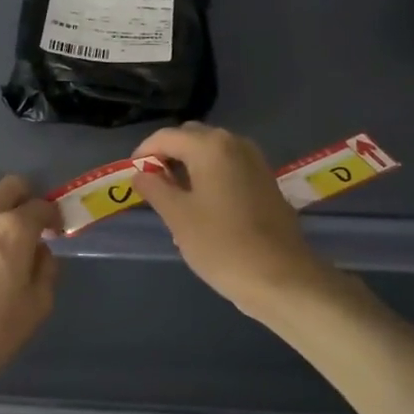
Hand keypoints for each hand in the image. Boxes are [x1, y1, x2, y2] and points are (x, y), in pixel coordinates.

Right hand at [132, 123, 334, 318]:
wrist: (281, 277)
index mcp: (210, 147)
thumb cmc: (221, 245)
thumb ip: (155, 189)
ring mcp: (255, 161)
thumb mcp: (178, 217)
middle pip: (191, 138)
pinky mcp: (266, 181)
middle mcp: (235, 144)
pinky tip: (203, 207)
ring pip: (212, 153)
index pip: (166, 136)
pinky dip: (211, 176)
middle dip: (168, 156)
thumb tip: (141, 174)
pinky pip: (229, 167)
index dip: (144, 152)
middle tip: (152, 186)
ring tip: (175, 199)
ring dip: (190, 166)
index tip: (132, 175)